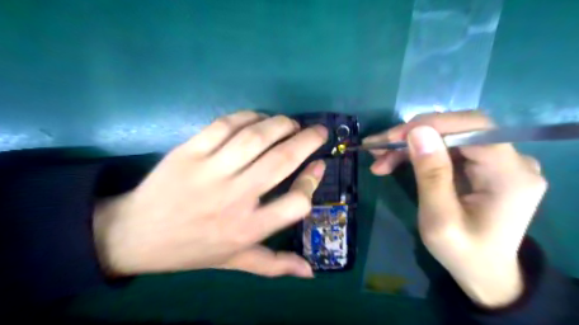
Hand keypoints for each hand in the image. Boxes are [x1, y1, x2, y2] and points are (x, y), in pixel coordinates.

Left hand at [95, 111, 329, 278]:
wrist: (134, 235)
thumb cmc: (192, 249)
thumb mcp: (235, 262)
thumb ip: (274, 265)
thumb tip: (310, 272)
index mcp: (247, 229)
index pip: (296, 203)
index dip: (312, 181)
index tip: (319, 165)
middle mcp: (234, 198)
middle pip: (281, 160)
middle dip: (307, 140)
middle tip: (318, 131)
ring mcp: (210, 171)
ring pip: (255, 137)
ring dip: (281, 124)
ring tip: (291, 124)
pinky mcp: (188, 152)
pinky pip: (225, 125)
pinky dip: (248, 116)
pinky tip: (258, 119)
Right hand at [366, 111, 547, 306]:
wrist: (484, 271)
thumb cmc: (463, 252)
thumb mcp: (440, 220)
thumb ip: (431, 175)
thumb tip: (417, 131)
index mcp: (510, 174)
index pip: (474, 128)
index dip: (432, 125)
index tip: (393, 137)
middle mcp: (511, 160)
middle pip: (457, 129)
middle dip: (413, 134)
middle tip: (378, 147)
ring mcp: (497, 161)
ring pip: (446, 137)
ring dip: (409, 145)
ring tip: (379, 157)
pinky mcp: (482, 165)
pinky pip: (446, 148)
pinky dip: (417, 152)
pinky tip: (393, 161)